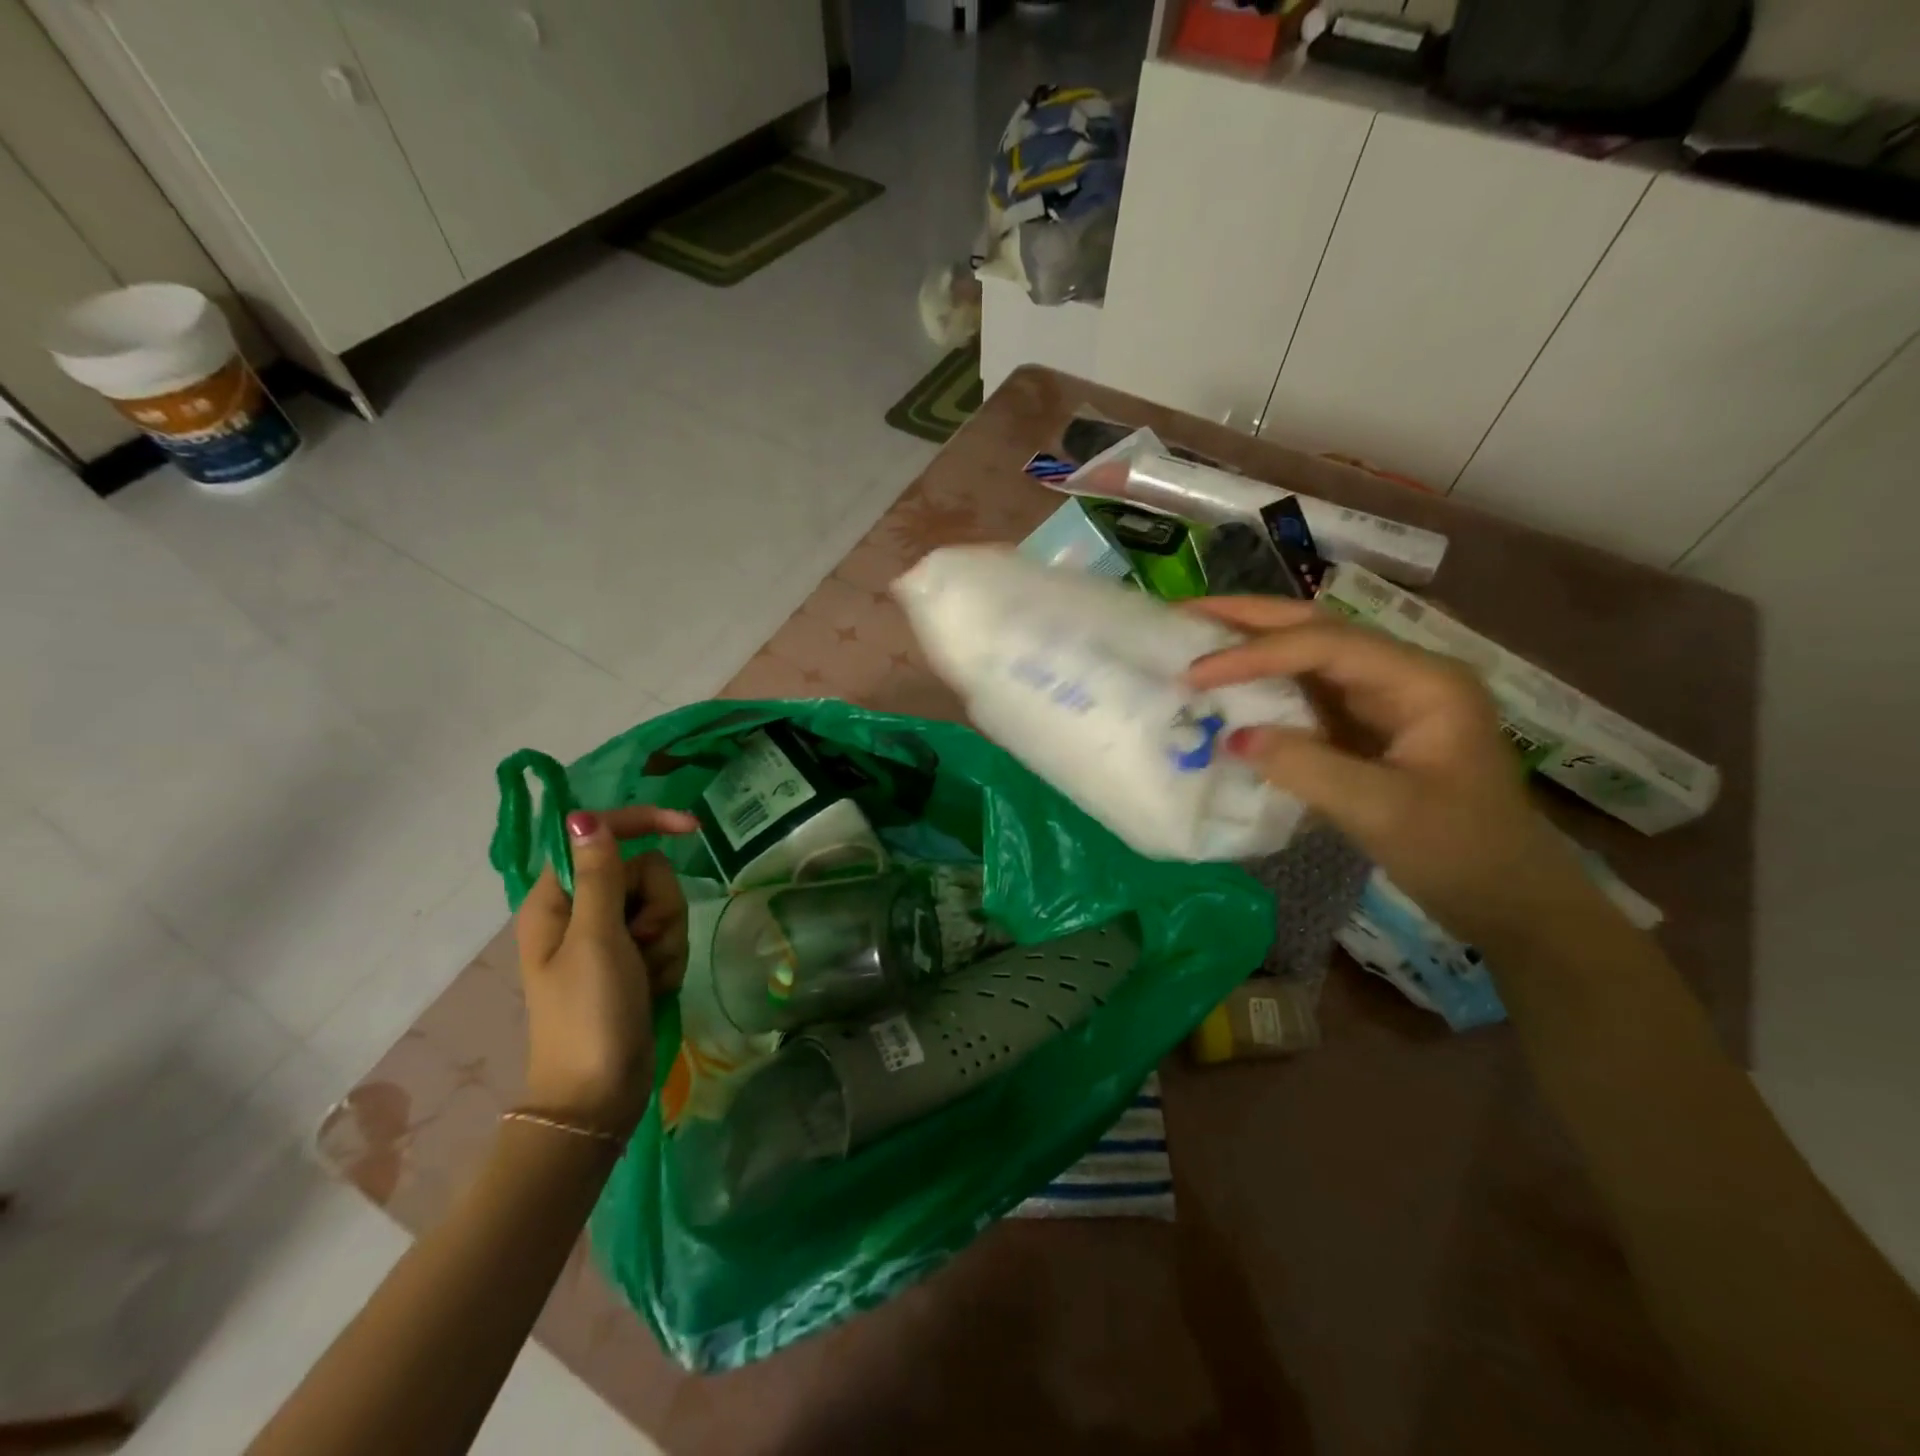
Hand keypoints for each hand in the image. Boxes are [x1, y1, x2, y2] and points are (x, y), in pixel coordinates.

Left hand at [514, 805, 698, 1130]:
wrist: (598, 1095)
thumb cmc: (589, 1014)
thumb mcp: (596, 939)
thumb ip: (600, 874)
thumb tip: (583, 816)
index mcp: (559, 900)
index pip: (601, 835)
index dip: (645, 823)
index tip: (692, 827)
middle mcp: (584, 911)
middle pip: (644, 870)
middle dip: (658, 905)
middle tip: (641, 943)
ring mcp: (610, 938)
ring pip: (663, 903)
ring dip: (666, 937)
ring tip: (648, 973)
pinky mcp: (633, 960)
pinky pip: (668, 934)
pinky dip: (669, 958)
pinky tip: (655, 986)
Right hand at [1187, 597, 1596, 949]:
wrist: (1509, 900)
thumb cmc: (1461, 852)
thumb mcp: (1383, 812)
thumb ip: (1307, 767)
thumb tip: (1232, 737)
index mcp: (1423, 682)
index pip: (1325, 646)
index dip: (1255, 653)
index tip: (1194, 672)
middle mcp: (1403, 676)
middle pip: (1318, 629)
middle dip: (1250, 618)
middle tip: (1184, 614)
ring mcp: (1385, 701)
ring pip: (1310, 656)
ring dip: (1254, 645)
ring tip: (1196, 639)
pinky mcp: (1366, 730)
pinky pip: (1307, 696)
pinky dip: (1264, 687)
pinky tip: (1230, 688)